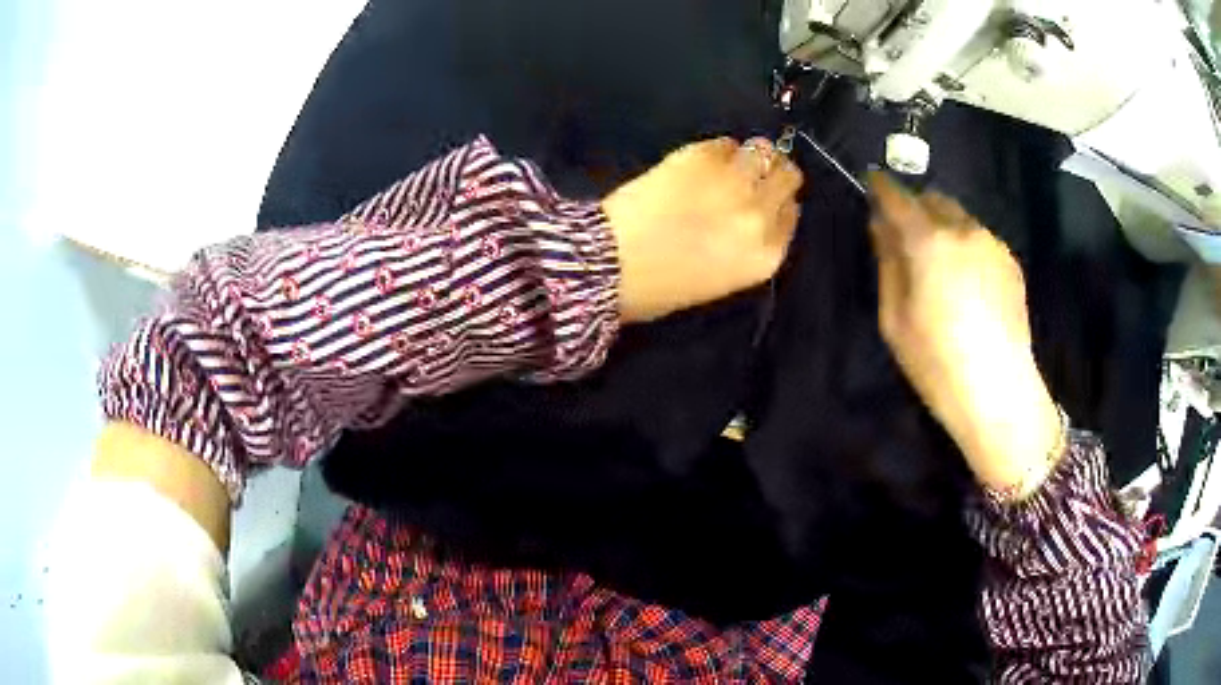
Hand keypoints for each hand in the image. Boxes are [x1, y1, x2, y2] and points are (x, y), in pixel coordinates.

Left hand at [603, 137, 802, 321]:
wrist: (610, 264)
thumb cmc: (658, 287)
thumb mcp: (719, 280)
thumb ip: (745, 247)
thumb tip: (749, 218)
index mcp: (765, 256)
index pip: (790, 215)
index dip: (775, 203)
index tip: (761, 200)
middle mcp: (760, 216)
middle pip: (786, 176)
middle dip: (771, 173)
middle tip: (749, 174)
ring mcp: (733, 181)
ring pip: (763, 151)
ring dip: (750, 155)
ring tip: (728, 162)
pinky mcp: (703, 156)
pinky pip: (726, 143)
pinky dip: (719, 149)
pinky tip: (701, 161)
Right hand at [867, 172, 1062, 498]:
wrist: (999, 392)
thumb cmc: (937, 363)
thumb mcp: (895, 318)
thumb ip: (888, 262)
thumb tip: (882, 226)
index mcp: (929, 240)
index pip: (897, 198)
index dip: (881, 188)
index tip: (872, 184)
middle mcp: (963, 229)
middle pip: (933, 199)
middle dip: (916, 207)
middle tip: (906, 234)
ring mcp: (992, 243)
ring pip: (960, 217)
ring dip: (943, 226)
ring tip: (940, 262)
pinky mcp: (1011, 262)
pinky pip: (980, 238)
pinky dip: (966, 245)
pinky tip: (966, 281)